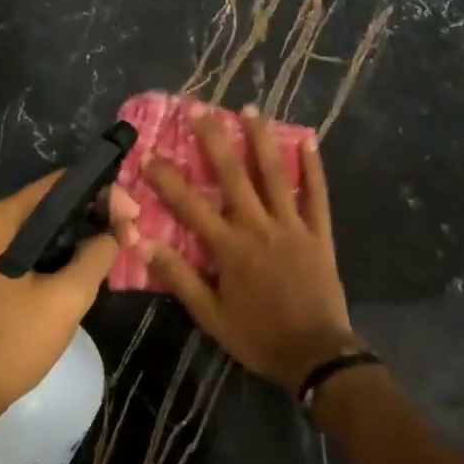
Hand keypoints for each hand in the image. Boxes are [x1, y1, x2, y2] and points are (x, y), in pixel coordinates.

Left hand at [0, 173, 140, 421]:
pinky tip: (85, 266)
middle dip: (95, 215)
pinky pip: (30, 246)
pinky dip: (59, 251)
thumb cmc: (14, 341)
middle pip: (53, 203)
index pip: (62, 184)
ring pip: (44, 227)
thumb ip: (98, 254)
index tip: (133, 217)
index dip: (104, 193)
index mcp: (0, 218)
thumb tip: (117, 232)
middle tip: (130, 235)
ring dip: (79, 235)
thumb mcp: (68, 296)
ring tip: (116, 249)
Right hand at [143, 104, 355, 392]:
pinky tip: (308, 140)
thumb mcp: (210, 315)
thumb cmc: (258, 337)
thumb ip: (179, 277)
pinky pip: (316, 195)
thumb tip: (144, 244)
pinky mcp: (319, 233)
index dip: (166, 179)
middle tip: (200, 109)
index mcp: (229, 247)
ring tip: (250, 108)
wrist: (315, 354)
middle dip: (213, 140)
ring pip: (274, 175)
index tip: (148, 152)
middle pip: (232, 176)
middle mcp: (258, 226)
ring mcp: (292, 226)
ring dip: (261, 140)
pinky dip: (313, 167)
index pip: (189, 206)